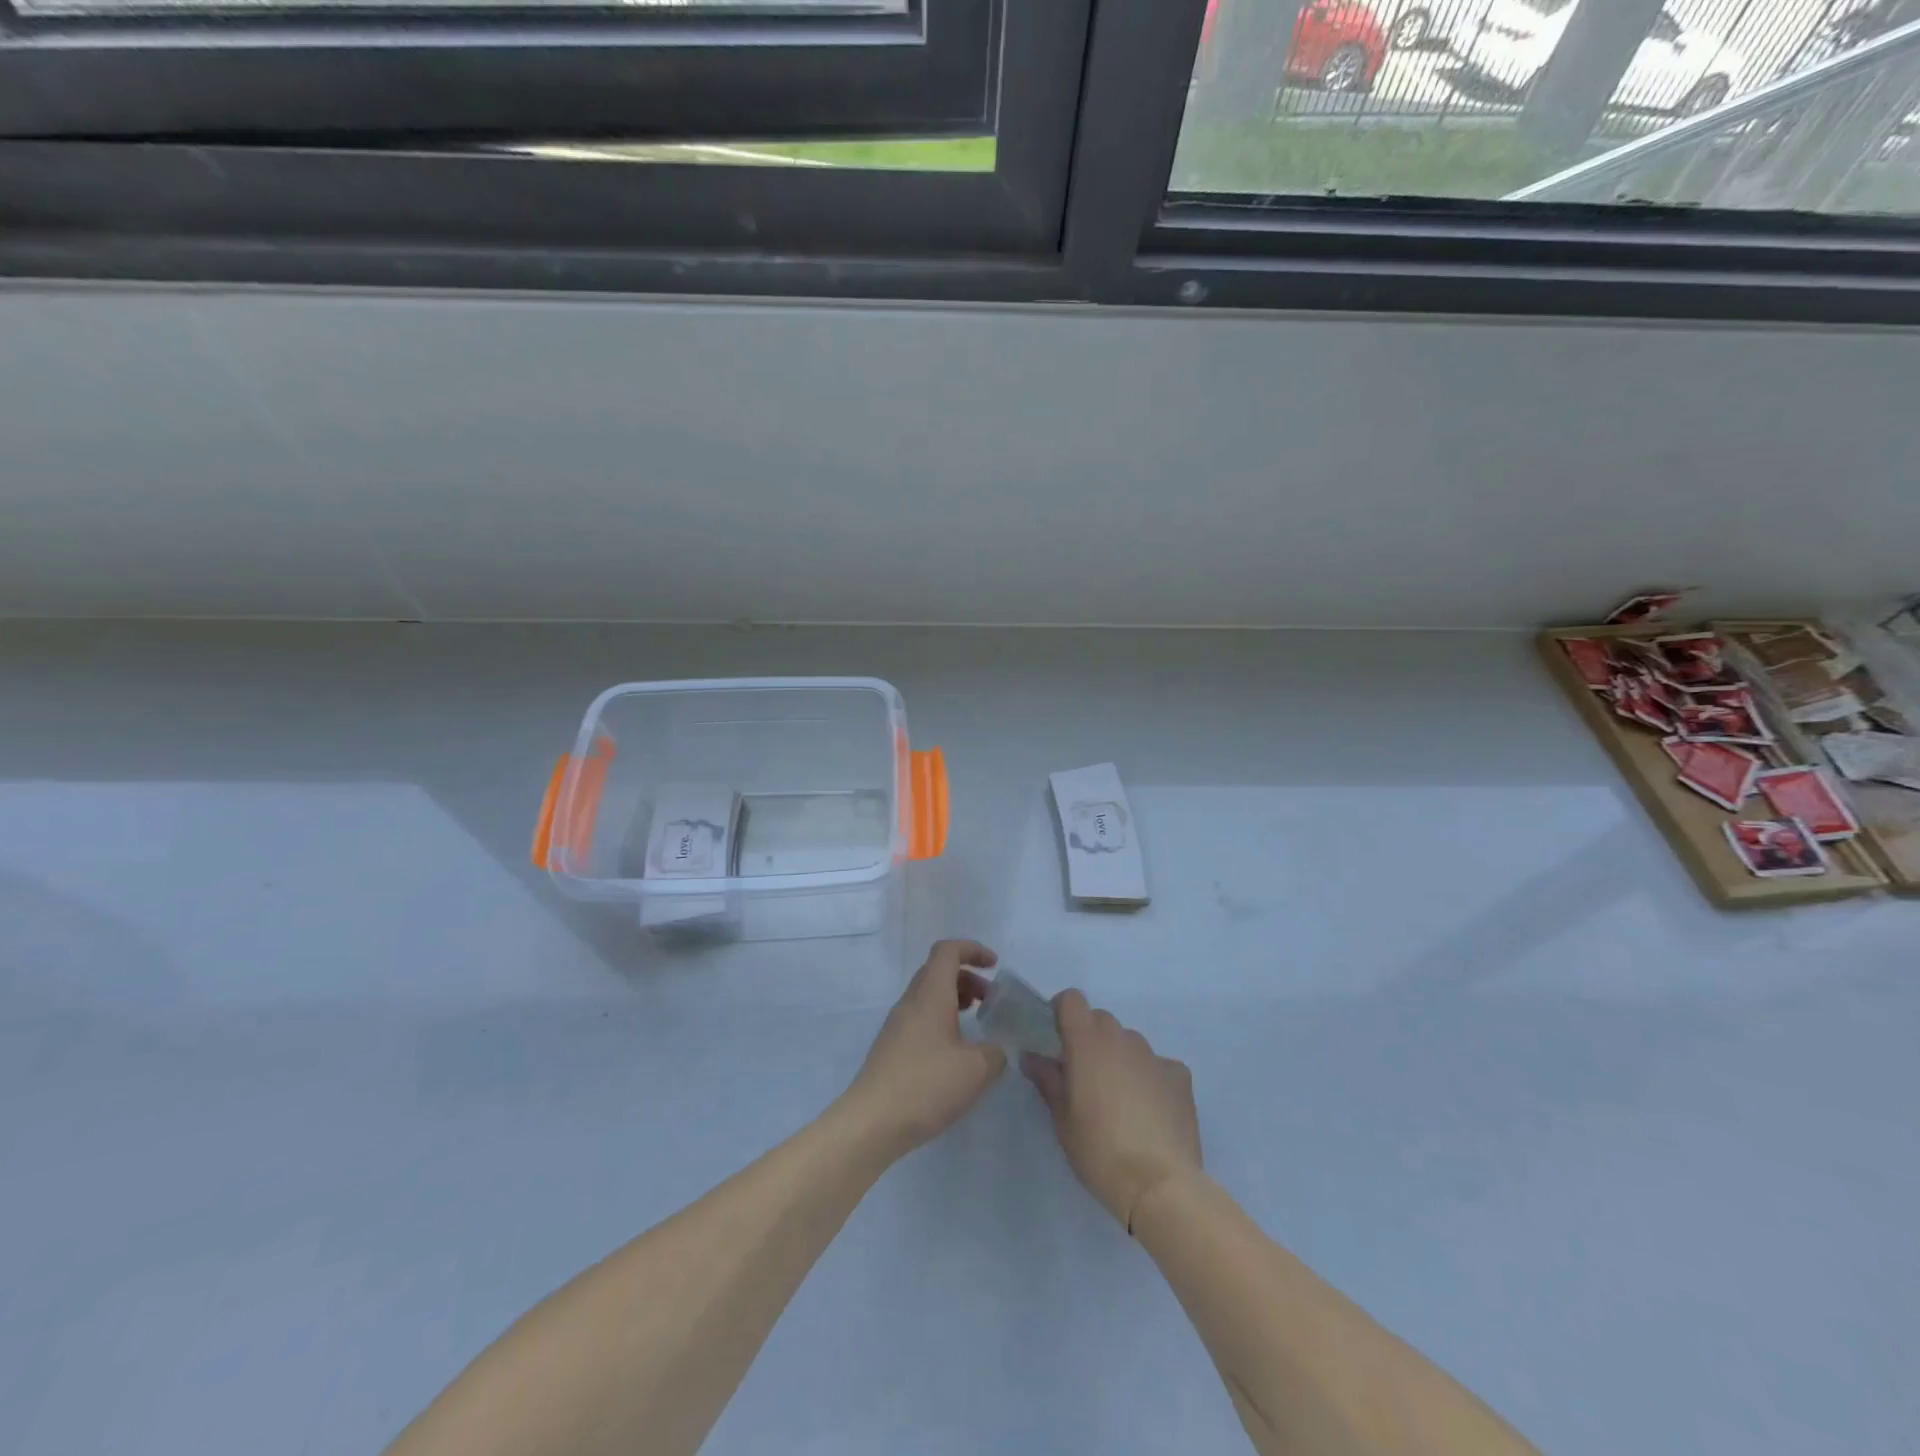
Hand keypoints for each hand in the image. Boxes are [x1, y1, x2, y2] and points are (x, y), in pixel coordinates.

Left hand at [838, 940, 1006, 1159]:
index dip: (973, 950)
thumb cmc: (926, 1085)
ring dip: (954, 999)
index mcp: (930, 994)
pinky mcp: (892, 1047)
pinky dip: (942, 1019)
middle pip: (938, 971)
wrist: (872, 1122)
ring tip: (976, 1022)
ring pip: (928, 995)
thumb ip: (995, 1053)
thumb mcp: (977, 1069)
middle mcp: (911, 1001)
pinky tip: (955, 1051)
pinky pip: (920, 1017)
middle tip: (990, 1000)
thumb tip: (996, 1049)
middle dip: (968, 977)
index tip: (995, 965)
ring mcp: (897, 1024)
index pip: (948, 951)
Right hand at [1022, 991, 1201, 1232]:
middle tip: (1084, 1076)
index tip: (1056, 1037)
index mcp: (1088, 1043)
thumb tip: (1031, 1056)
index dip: (1062, 1011)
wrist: (1161, 1184)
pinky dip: (1149, 1077)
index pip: (1072, 999)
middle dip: (1089, 1038)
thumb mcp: (1062, 1119)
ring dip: (1119, 1057)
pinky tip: (1150, 1110)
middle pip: (1101, 1020)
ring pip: (1129, 1042)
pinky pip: (1158, 1065)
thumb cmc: (1100, 1151)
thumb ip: (1047, 1080)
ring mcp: (1155, 1056)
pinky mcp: (1180, 1077)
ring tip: (1119, 1099)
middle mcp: (1122, 1039)